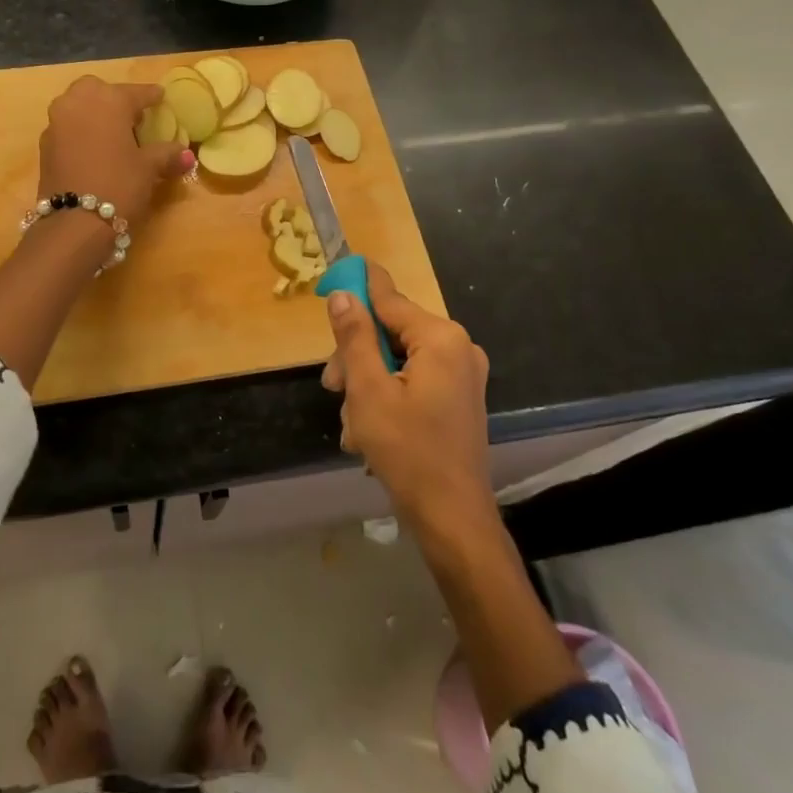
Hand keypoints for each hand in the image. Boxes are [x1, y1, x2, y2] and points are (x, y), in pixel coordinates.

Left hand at [38, 76, 192, 227]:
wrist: (74, 222)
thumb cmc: (119, 185)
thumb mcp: (148, 168)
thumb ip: (166, 154)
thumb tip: (186, 154)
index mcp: (109, 100)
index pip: (136, 92)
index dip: (151, 96)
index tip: (160, 97)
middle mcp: (78, 102)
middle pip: (98, 90)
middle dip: (114, 98)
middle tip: (131, 117)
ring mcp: (57, 122)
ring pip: (77, 105)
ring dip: (93, 113)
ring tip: (112, 133)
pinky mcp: (44, 144)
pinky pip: (67, 127)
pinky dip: (80, 131)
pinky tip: (92, 149)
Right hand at [322, 262, 494, 535]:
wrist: (453, 519)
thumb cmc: (408, 452)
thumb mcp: (369, 391)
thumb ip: (355, 337)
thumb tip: (343, 294)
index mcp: (441, 338)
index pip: (388, 299)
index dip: (357, 287)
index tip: (332, 274)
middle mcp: (457, 348)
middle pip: (390, 333)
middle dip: (356, 358)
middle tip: (331, 387)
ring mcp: (461, 375)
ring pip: (397, 360)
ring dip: (366, 384)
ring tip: (351, 424)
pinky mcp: (458, 399)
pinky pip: (412, 381)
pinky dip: (386, 397)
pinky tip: (367, 431)